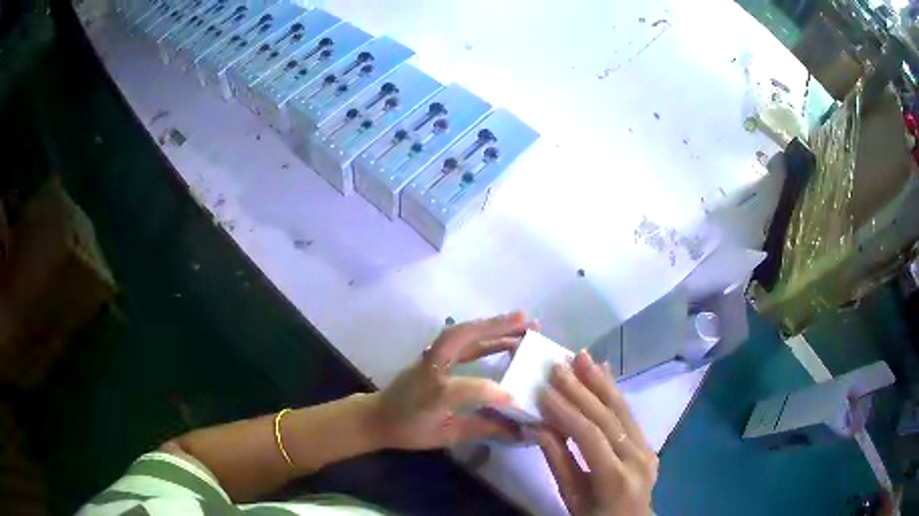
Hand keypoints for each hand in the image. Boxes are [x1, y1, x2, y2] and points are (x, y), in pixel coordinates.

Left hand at [371, 311, 536, 449]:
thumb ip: (482, 429)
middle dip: (495, 327)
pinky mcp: (432, 353)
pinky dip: (483, 333)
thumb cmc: (409, 430)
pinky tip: (504, 335)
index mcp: (431, 395)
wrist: (378, 416)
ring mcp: (429, 357)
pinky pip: (459, 338)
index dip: (494, 393)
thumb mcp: (445, 436)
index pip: (467, 388)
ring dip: (493, 325)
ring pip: (460, 332)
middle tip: (529, 321)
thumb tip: (519, 430)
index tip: (518, 400)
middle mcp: (429, 369)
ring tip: (524, 322)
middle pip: (459, 338)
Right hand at [537, 350, 657, 515]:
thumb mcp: (571, 496)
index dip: (566, 411)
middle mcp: (637, 457)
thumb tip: (537, 426)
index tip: (543, 390)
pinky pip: (629, 414)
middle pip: (607, 417)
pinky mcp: (649, 442)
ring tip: (582, 357)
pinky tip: (604, 372)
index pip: (589, 436)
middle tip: (558, 365)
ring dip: (600, 381)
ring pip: (622, 409)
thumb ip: (557, 461)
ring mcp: (647, 447)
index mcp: (614, 477)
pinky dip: (614, 391)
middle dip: (581, 388)